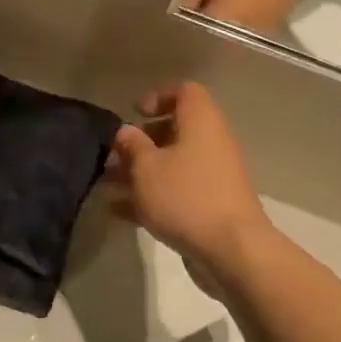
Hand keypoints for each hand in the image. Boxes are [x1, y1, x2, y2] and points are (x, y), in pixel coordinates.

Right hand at [104, 83, 268, 266]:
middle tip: (115, 156)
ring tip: (108, 185)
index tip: (135, 113)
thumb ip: (132, 145)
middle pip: (175, 130)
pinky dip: (152, 196)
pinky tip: (120, 212)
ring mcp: (213, 176)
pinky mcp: (211, 205)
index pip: (185, 92)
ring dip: (141, 172)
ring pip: (173, 164)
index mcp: (201, 122)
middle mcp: (211, 143)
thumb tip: (126, 132)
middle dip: (141, 142)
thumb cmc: (185, 196)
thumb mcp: (146, 167)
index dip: (159, 96)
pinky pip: (177, 191)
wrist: (231, 249)